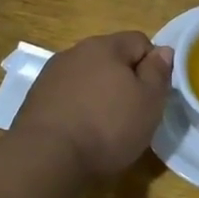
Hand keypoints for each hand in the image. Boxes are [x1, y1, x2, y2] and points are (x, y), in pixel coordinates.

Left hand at [10, 32, 173, 178]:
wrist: (46, 156)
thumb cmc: (108, 126)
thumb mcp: (149, 101)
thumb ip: (158, 72)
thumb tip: (163, 50)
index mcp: (105, 46)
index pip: (140, 41)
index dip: (152, 66)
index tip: (154, 95)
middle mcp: (75, 52)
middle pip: (111, 58)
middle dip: (124, 80)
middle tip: (133, 112)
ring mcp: (51, 74)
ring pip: (87, 77)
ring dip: (99, 93)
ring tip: (104, 126)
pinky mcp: (35, 98)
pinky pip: (67, 95)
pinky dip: (78, 107)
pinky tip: (80, 132)